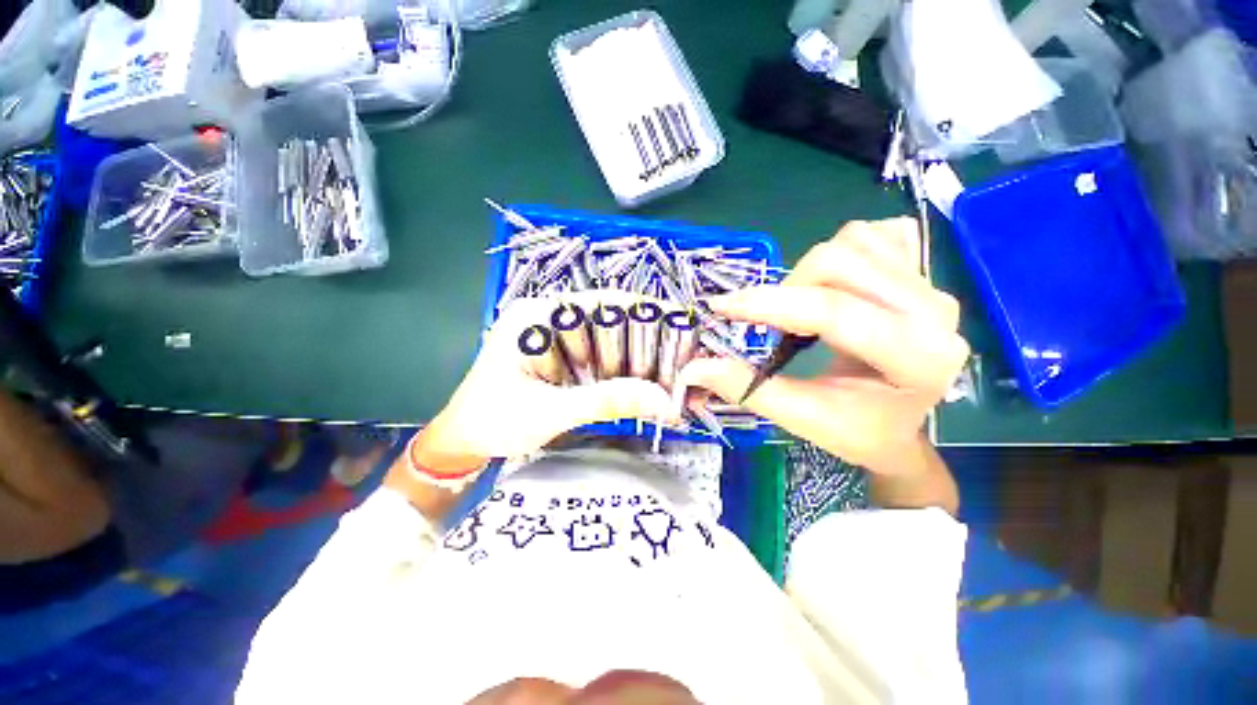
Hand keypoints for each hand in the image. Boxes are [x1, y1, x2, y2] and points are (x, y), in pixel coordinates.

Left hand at [414, 291, 678, 469]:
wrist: (462, 444)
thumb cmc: (493, 421)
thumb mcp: (550, 410)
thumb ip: (605, 401)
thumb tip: (663, 400)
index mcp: (538, 316)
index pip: (602, 301)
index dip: (642, 311)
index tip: (678, 326)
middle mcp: (550, 320)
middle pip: (610, 322)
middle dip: (644, 342)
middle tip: (677, 363)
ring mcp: (557, 341)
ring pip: (608, 343)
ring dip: (635, 360)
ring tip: (667, 376)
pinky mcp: (562, 361)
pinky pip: (599, 360)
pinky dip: (621, 373)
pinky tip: (641, 386)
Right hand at [678, 218, 968, 473]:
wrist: (900, 424)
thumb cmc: (858, 430)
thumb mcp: (803, 417)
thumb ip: (749, 389)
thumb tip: (694, 367)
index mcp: (917, 357)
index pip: (833, 311)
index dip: (768, 305)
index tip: (722, 307)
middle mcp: (933, 311)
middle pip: (840, 261)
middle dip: (788, 289)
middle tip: (772, 323)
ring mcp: (930, 284)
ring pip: (853, 241)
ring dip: (809, 272)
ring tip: (800, 308)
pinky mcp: (919, 271)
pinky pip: (872, 235)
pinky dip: (839, 252)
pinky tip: (832, 285)